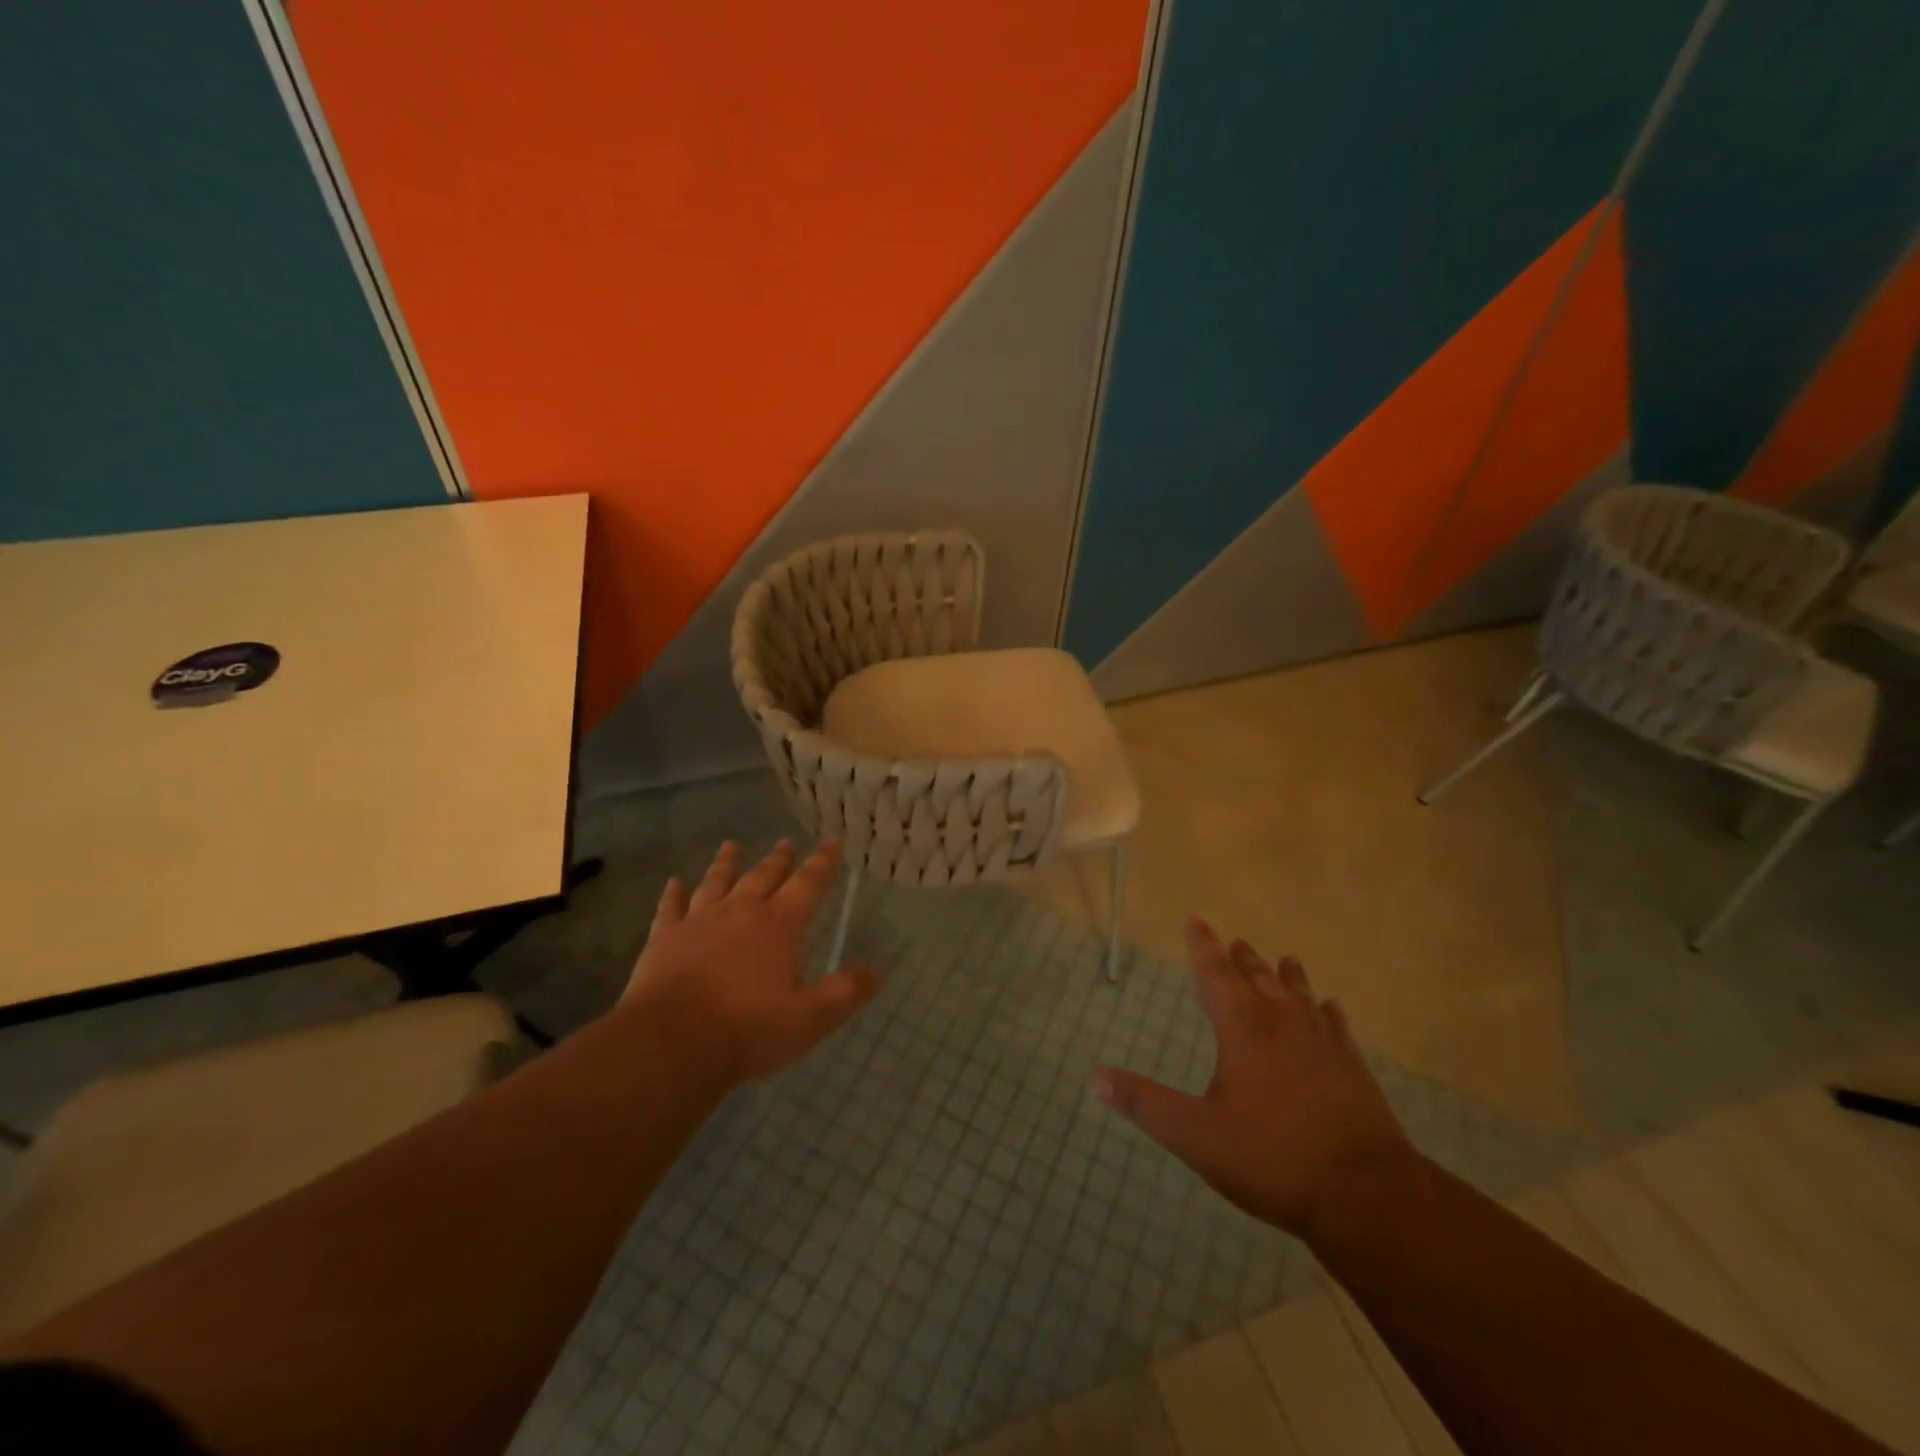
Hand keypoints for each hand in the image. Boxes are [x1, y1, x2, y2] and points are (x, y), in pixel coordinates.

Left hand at [623, 839, 881, 1087]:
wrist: (673, 1043)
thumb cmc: (749, 1029)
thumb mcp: (811, 1018)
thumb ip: (845, 993)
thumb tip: (877, 971)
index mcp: (779, 925)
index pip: (808, 884)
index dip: (823, 862)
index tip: (831, 841)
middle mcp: (741, 912)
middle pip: (763, 876)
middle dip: (778, 860)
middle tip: (785, 842)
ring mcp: (699, 922)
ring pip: (716, 883)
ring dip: (726, 864)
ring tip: (730, 846)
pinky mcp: (665, 939)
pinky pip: (671, 908)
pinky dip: (673, 894)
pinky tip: (673, 883)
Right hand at [1094, 917, 1415, 1241]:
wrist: (1366, 1194)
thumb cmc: (1271, 1157)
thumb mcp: (1195, 1135)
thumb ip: (1145, 1104)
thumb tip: (1095, 1079)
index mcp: (1243, 1028)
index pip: (1214, 973)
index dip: (1202, 945)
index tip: (1195, 918)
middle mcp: (1282, 1022)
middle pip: (1258, 978)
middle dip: (1242, 959)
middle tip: (1236, 941)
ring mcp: (1323, 1043)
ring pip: (1299, 995)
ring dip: (1285, 976)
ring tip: (1282, 958)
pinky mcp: (1353, 1068)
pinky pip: (1336, 1026)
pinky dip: (1327, 1011)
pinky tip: (1330, 1008)